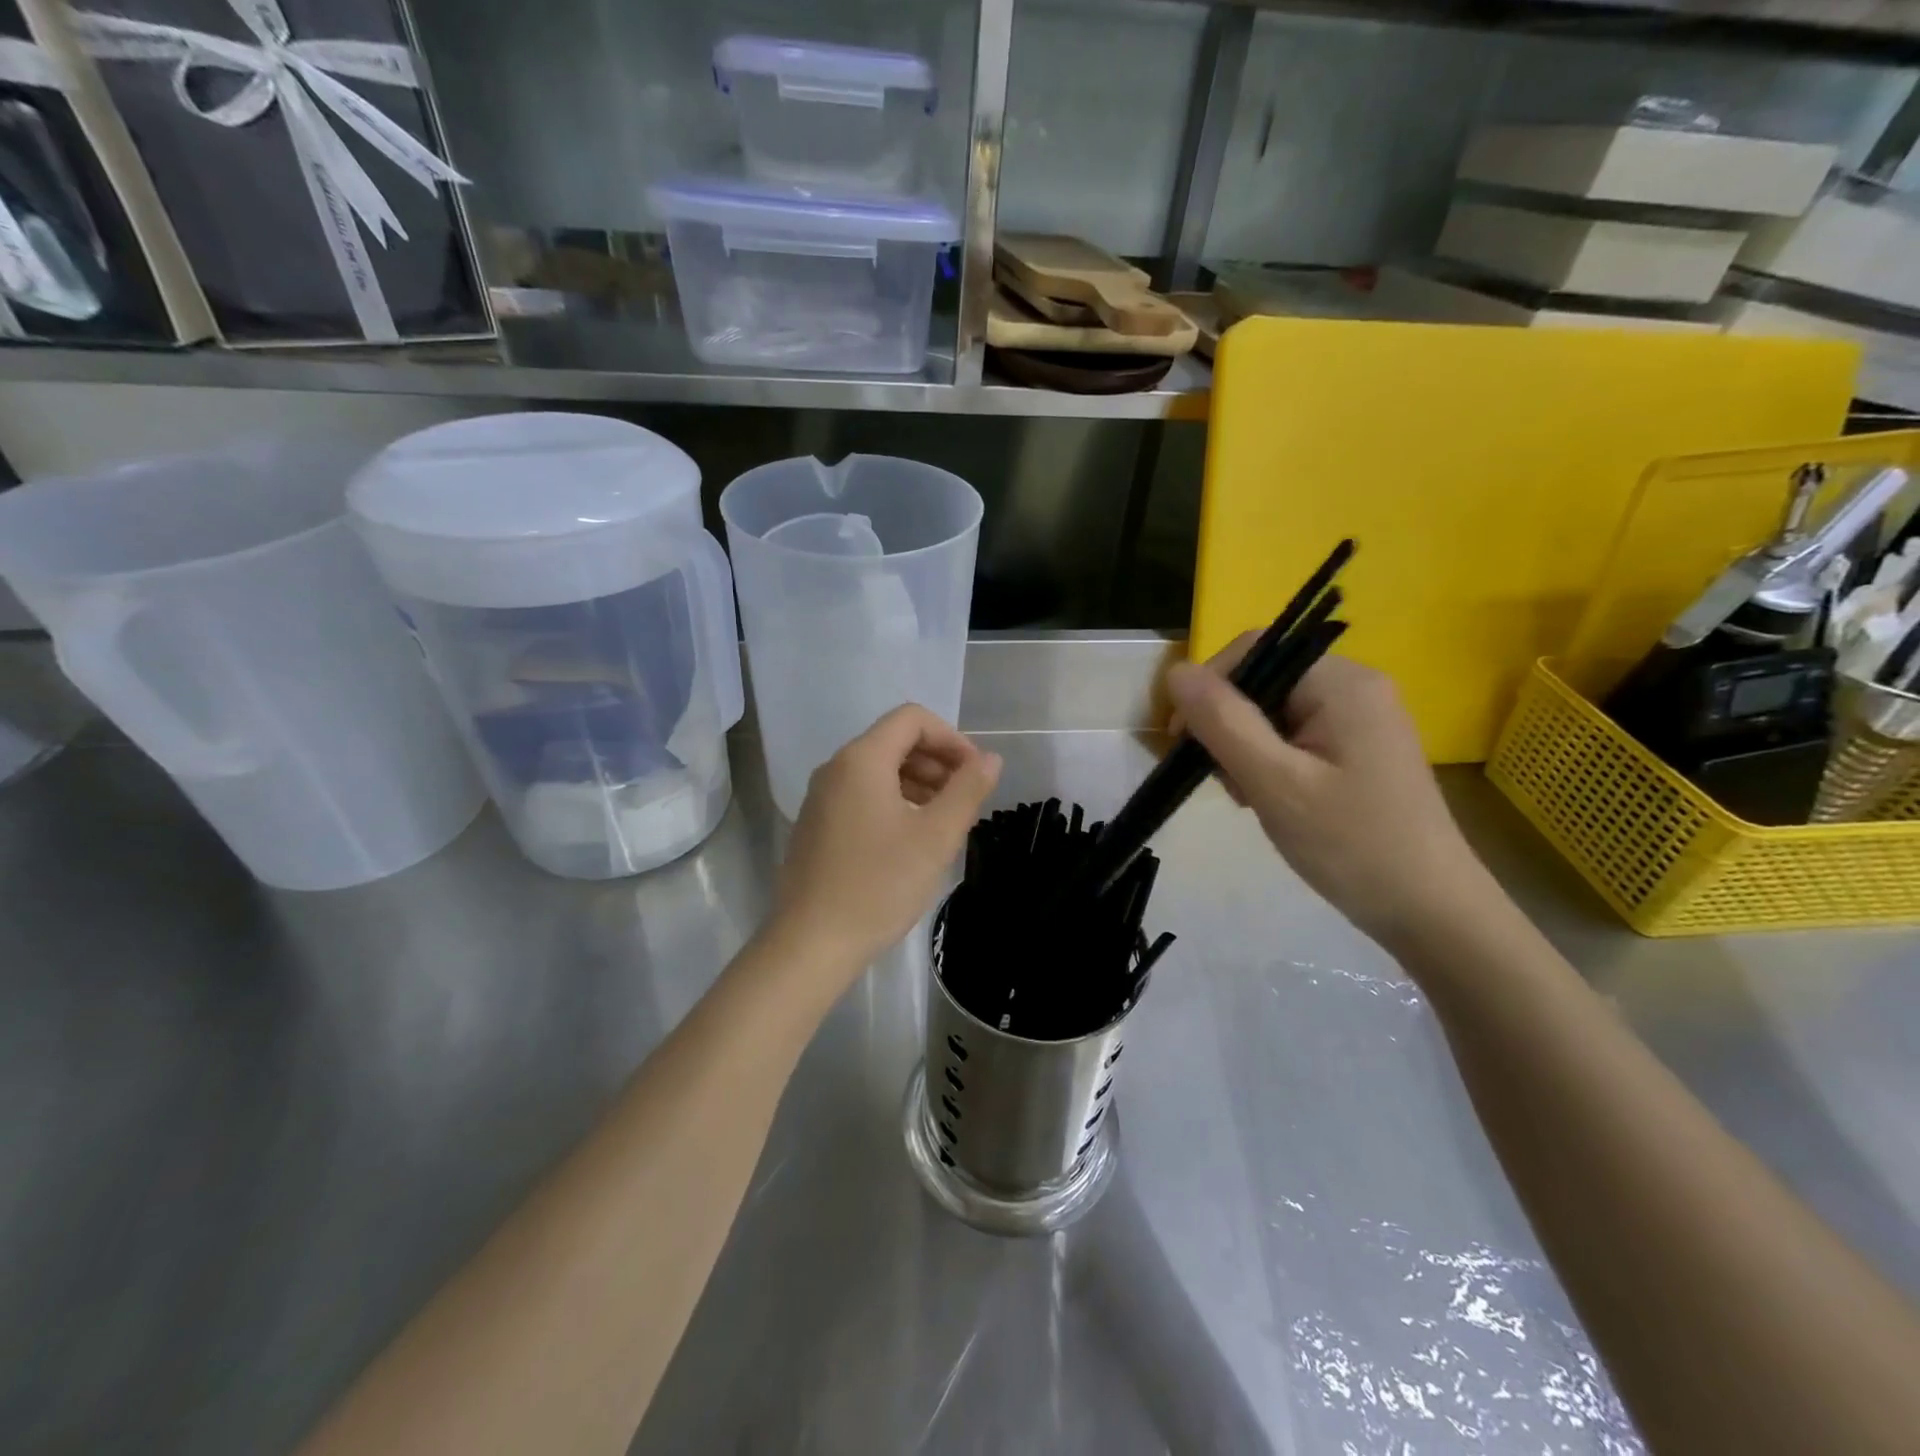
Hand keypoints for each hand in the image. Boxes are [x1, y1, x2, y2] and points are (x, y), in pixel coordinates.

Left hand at [770, 704, 1001, 976]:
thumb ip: (967, 790)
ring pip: (878, 770)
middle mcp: (835, 768)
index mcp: (861, 760)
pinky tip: (911, 838)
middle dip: (937, 761)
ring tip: (944, 819)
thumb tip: (990, 758)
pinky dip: (893, 801)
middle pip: (894, 741)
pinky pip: (861, 795)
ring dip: (918, 782)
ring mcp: (821, 798)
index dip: (951, 738)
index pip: (912, 719)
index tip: (975, 774)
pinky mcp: (816, 825)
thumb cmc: (879, 885)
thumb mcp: (935, 837)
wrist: (812, 943)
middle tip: (965, 798)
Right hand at [1164, 641, 1495, 944]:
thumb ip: (1222, 722)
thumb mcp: (1275, 782)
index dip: (1209, 687)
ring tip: (1251, 798)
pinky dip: (1269, 762)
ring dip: (1245, 748)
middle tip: (1224, 781)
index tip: (1184, 741)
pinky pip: (1295, 736)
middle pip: (1263, 681)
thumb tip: (1175, 671)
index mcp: (1342, 683)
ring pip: (1273, 712)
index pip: (1254, 651)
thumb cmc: (1350, 844)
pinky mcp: (1359, 749)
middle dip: (1228, 726)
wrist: (1430, 912)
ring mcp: (1360, 719)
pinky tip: (1270, 799)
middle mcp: (1355, 688)